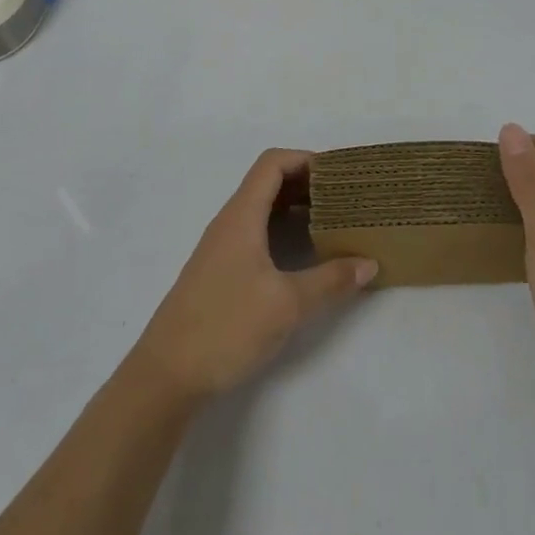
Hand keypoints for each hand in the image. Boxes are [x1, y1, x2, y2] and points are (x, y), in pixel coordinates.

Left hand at [133, 149, 377, 403]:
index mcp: (241, 216)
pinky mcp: (219, 272)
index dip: (306, 159)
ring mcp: (221, 248)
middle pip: (268, 183)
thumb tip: (369, 263)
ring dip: (295, 208)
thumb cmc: (226, 327)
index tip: (339, 175)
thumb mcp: (287, 304)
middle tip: (344, 197)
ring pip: (262, 210)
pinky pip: (255, 233)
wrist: (165, 376)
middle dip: (307, 183)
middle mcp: (229, 223)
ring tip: (331, 221)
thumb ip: (330, 280)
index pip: (273, 164)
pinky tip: (302, 255)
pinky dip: (281, 230)